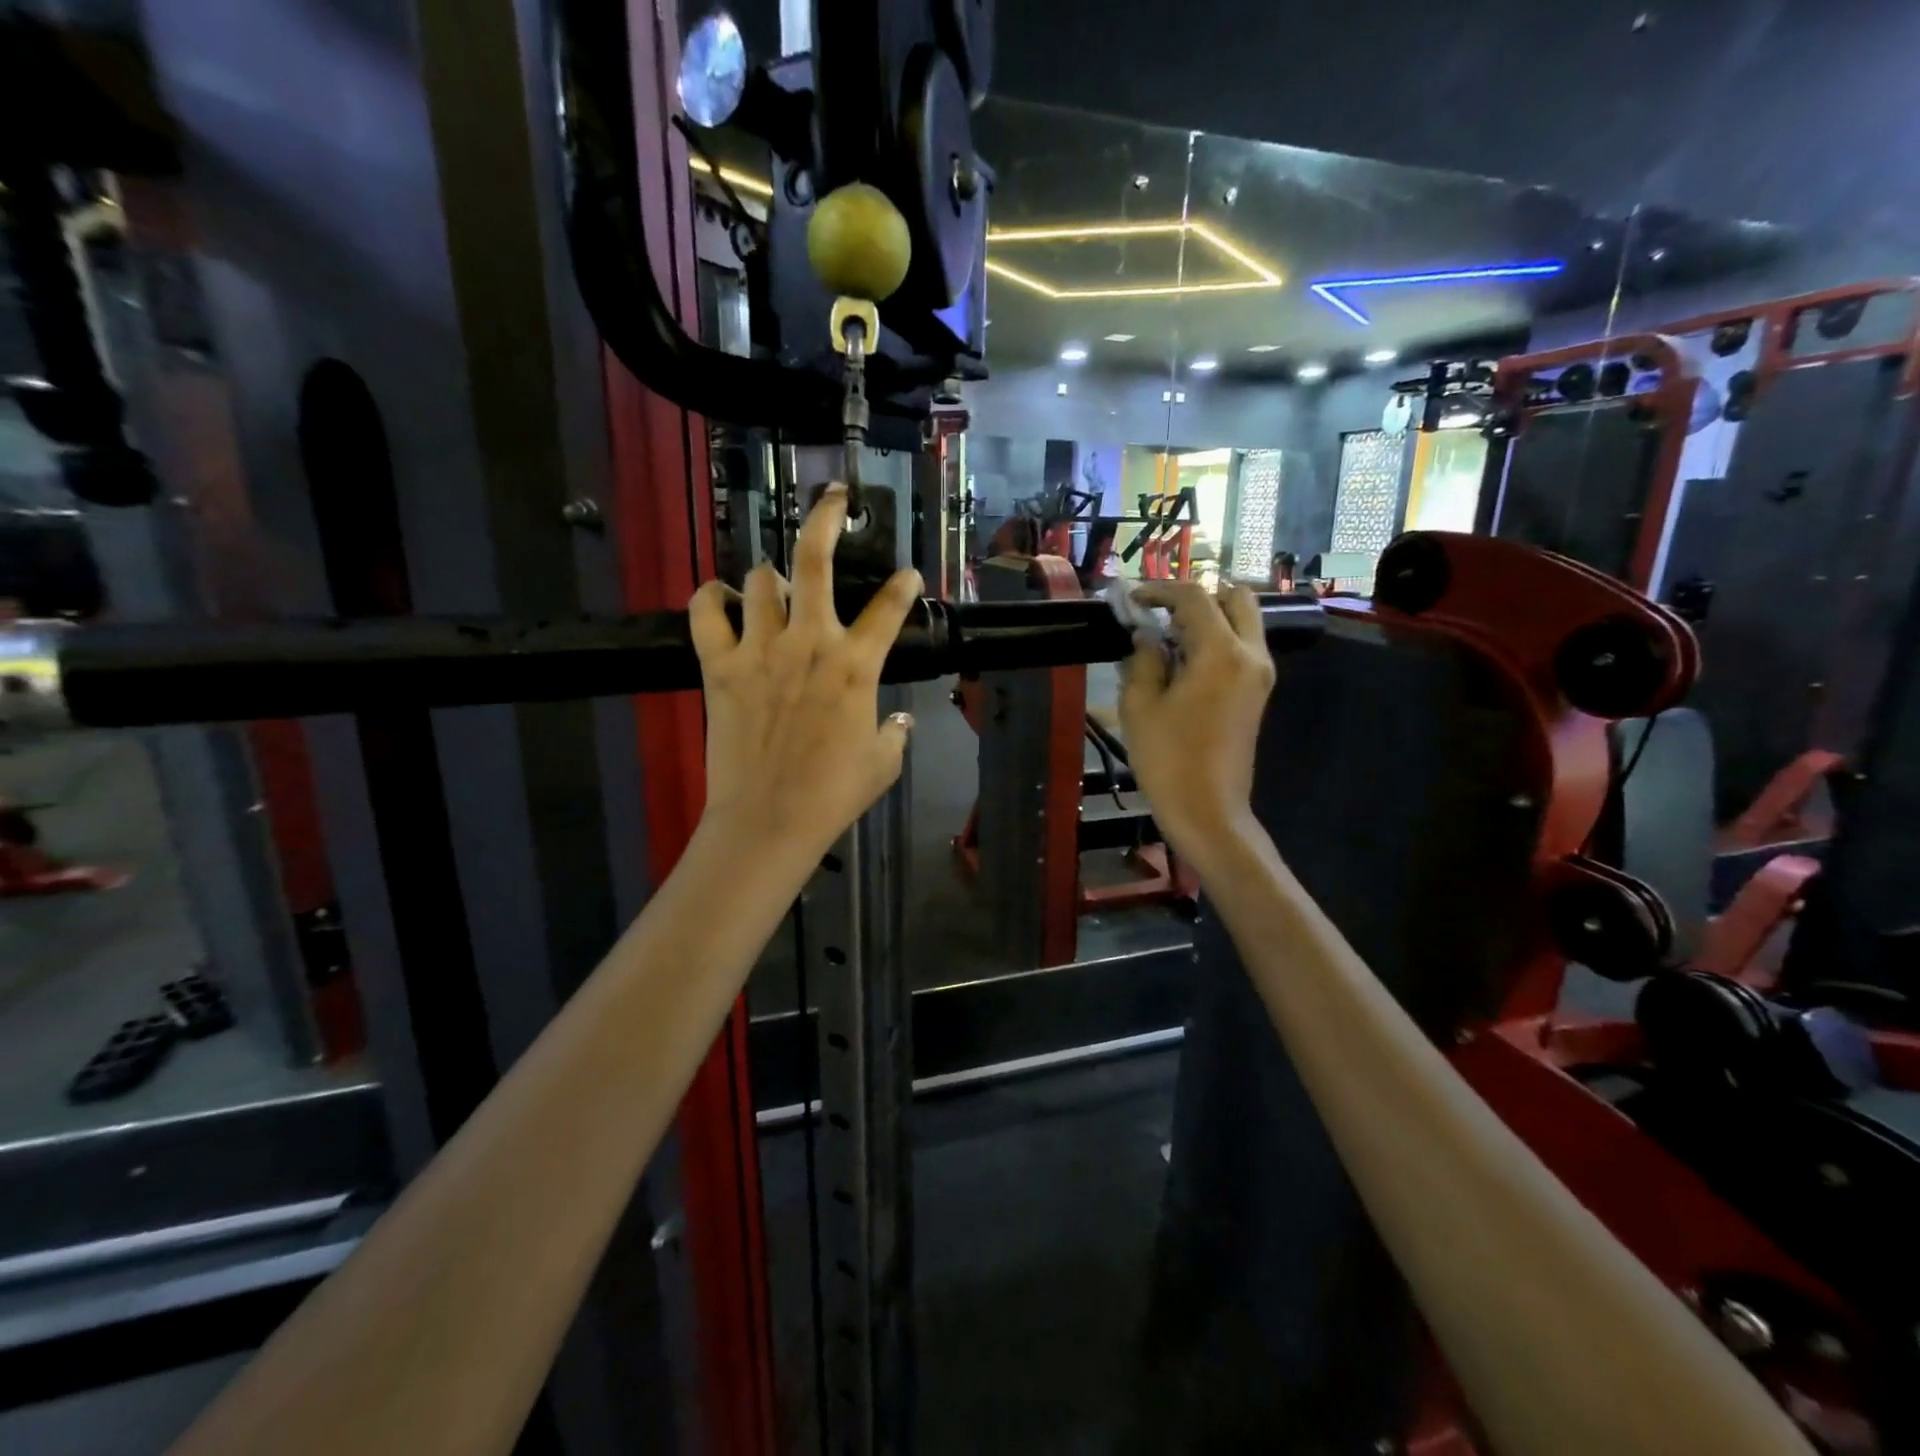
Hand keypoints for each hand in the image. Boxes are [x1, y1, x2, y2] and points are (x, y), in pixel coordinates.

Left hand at [689, 486, 920, 867]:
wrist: (769, 820)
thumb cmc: (833, 794)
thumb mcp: (883, 764)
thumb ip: (896, 733)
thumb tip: (901, 720)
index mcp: (856, 665)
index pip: (890, 608)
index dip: (903, 586)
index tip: (907, 577)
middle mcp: (810, 642)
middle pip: (815, 558)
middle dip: (827, 516)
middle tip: (835, 498)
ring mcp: (760, 649)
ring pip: (762, 579)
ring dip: (772, 577)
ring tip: (777, 588)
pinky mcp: (719, 665)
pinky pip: (706, 612)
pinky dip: (711, 597)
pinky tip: (721, 597)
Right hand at [1119, 580, 1276, 867]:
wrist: (1208, 810)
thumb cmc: (1168, 759)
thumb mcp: (1140, 705)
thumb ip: (1142, 659)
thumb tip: (1145, 636)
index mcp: (1221, 652)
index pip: (1195, 598)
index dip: (1160, 590)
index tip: (1132, 599)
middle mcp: (1251, 654)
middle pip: (1235, 598)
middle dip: (1196, 597)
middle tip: (1160, 614)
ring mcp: (1260, 674)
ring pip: (1242, 621)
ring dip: (1208, 618)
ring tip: (1167, 638)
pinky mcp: (1259, 692)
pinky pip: (1242, 646)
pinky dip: (1217, 639)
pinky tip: (1183, 660)